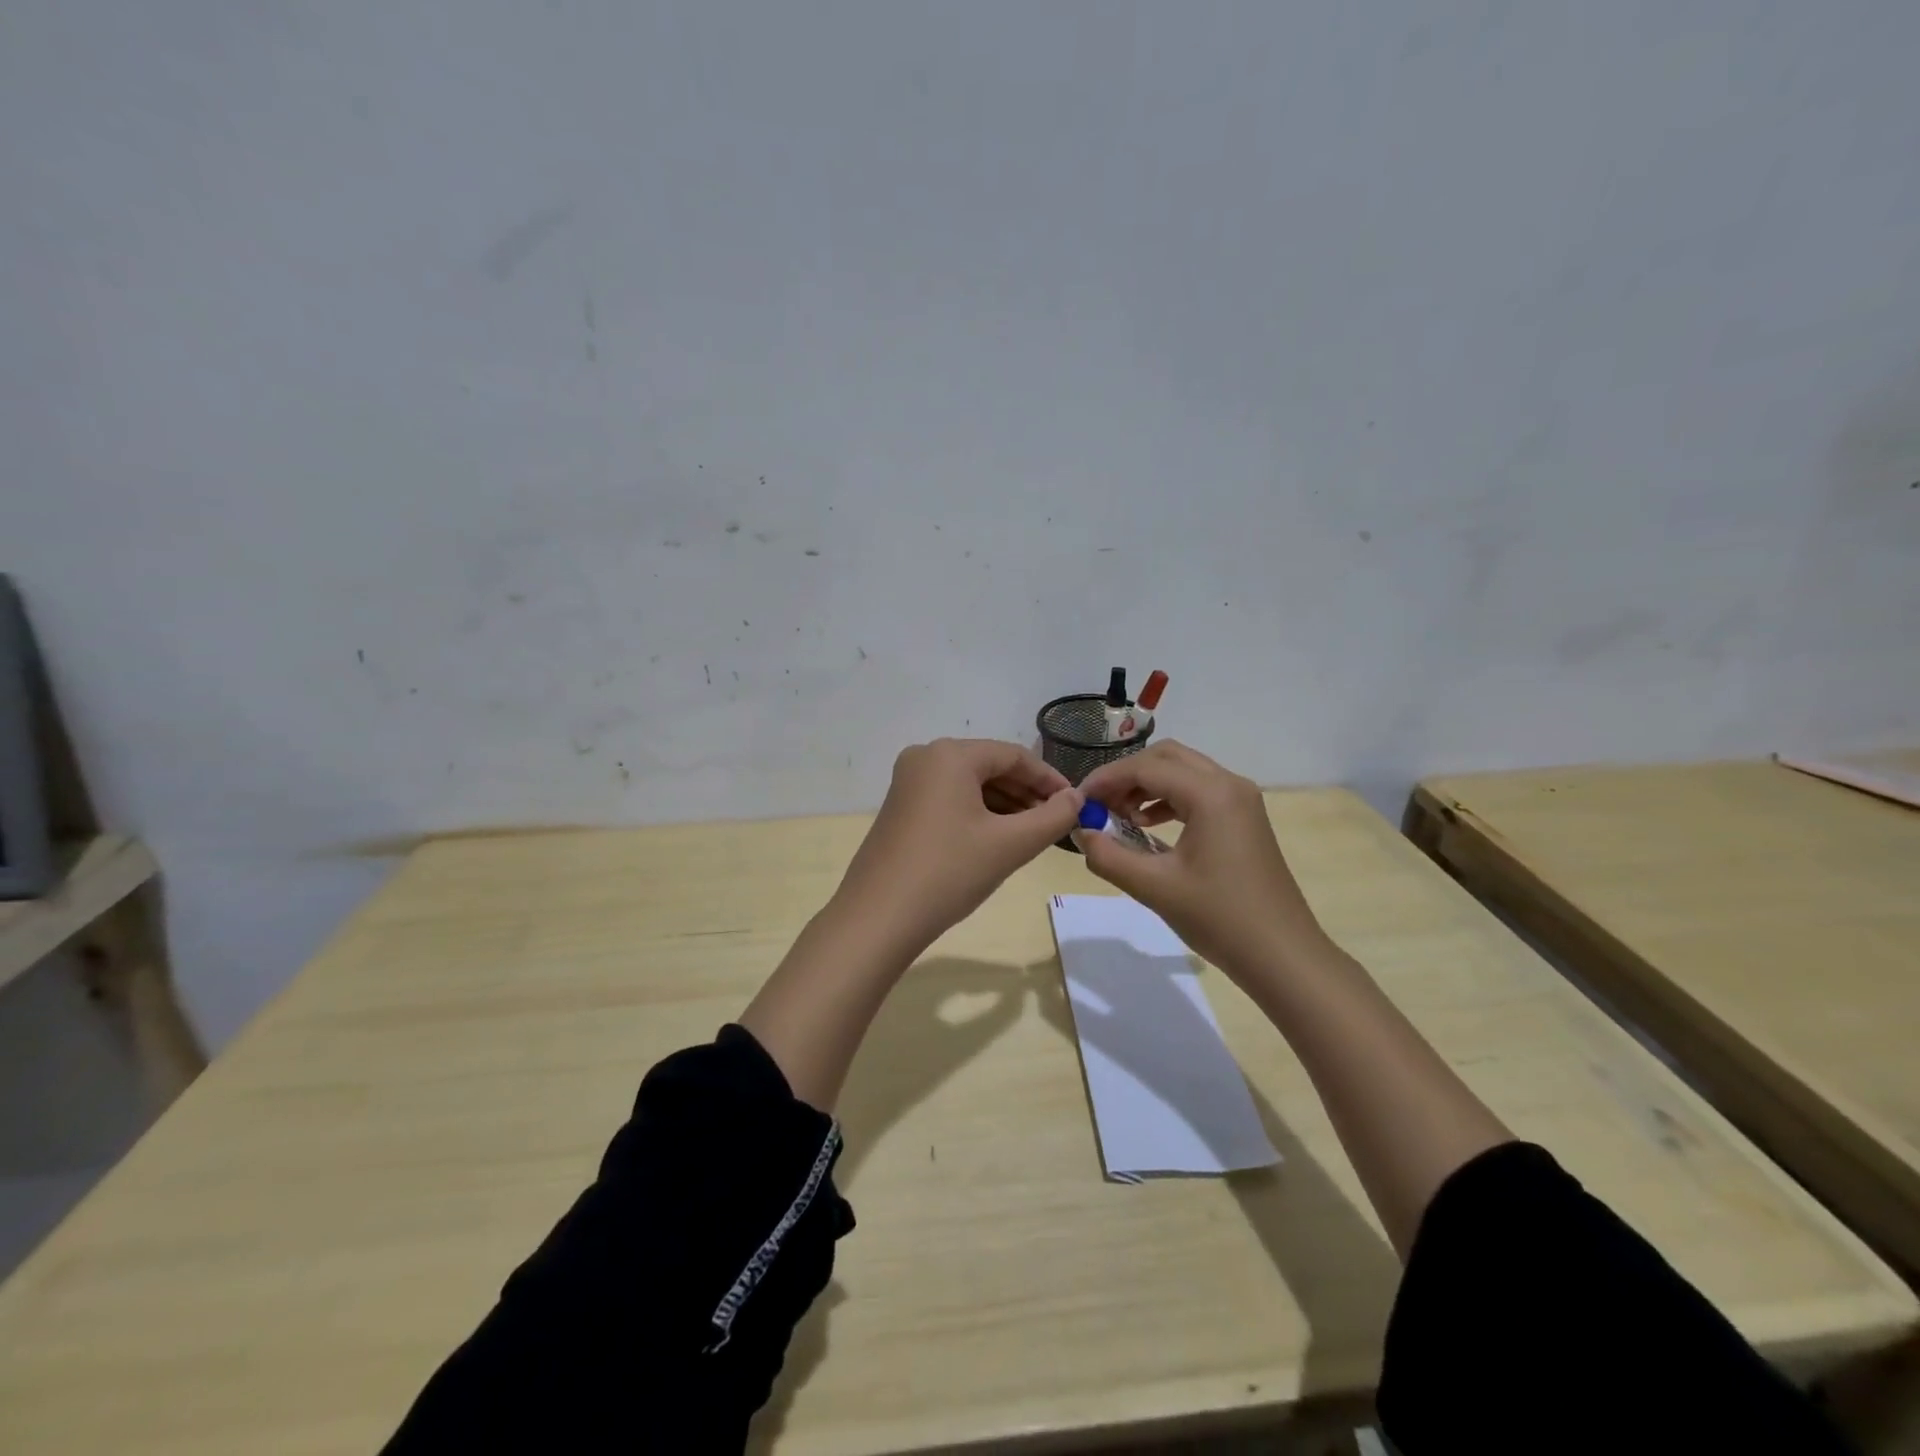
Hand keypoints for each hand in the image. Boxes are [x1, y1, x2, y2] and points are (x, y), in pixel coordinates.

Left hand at [832, 738, 1083, 956]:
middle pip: (990, 766)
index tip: (1076, 804)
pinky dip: (978, 814)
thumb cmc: (949, 872)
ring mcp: (908, 782)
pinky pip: (950, 799)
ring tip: (1033, 834)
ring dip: (1005, 805)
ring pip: (970, 784)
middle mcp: (925, 757)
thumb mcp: (1009, 845)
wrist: (878, 918)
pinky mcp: (900, 807)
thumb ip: (1052, 818)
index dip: (1049, 779)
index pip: (1014, 756)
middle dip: (1027, 793)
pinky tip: (998, 839)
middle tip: (1057, 822)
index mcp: (950, 754)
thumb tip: (1076, 799)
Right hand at [1075, 741, 1327, 976]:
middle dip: (1127, 775)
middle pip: (1166, 758)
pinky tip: (1148, 827)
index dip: (1106, 779)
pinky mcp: (1244, 818)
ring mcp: (1241, 800)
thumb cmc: (1220, 919)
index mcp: (1211, 794)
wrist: (1282, 956)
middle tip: (1099, 804)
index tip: (1078, 800)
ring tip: (1119, 817)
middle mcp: (1229, 784)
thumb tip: (1080, 832)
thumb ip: (1108, 857)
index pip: (1146, 768)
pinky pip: (1199, 791)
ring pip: (1183, 772)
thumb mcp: (1154, 888)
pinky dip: (1168, 799)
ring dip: (1147, 786)